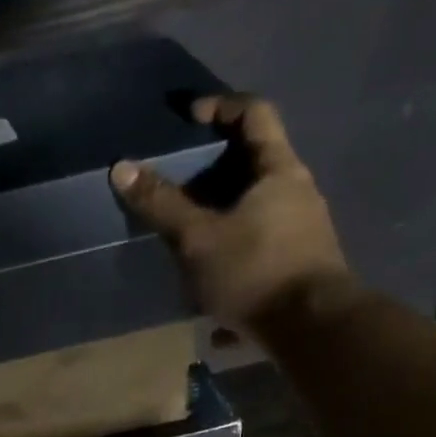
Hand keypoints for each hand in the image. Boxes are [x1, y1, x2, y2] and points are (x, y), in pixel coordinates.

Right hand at [110, 94, 360, 331]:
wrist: (313, 330)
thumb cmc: (255, 271)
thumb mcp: (199, 238)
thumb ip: (161, 204)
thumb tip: (122, 168)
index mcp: (279, 171)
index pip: (254, 114)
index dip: (220, 106)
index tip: (189, 116)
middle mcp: (298, 194)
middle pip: (255, 165)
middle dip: (215, 171)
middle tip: (179, 184)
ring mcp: (303, 232)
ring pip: (257, 212)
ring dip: (223, 219)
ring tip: (188, 239)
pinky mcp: (300, 268)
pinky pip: (260, 250)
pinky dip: (234, 258)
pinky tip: (210, 291)